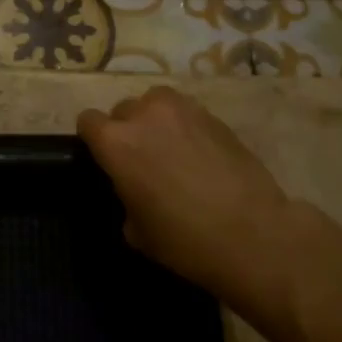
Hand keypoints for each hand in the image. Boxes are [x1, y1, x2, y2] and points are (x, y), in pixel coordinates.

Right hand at [77, 86, 321, 329]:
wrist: (254, 234)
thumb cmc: (185, 239)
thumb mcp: (136, 230)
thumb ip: (125, 196)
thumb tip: (133, 189)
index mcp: (115, 142)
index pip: (88, 121)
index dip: (92, 139)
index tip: (103, 158)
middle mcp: (144, 115)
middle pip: (122, 110)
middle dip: (126, 130)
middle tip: (141, 159)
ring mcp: (182, 110)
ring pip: (155, 102)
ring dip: (154, 120)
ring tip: (168, 147)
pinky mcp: (214, 116)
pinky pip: (186, 112)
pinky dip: (184, 126)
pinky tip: (197, 153)